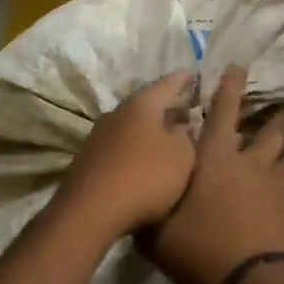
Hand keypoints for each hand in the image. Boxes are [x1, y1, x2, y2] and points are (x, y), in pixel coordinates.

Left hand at [54, 70, 199, 238]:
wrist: (91, 211)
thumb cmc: (145, 176)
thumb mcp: (182, 157)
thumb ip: (186, 137)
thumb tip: (180, 127)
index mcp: (142, 104)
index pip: (168, 84)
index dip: (183, 79)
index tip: (193, 72)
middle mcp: (117, 112)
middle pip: (147, 105)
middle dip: (166, 107)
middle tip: (186, 109)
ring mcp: (99, 136)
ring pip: (132, 126)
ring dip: (149, 130)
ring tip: (168, 137)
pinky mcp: (90, 159)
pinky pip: (120, 146)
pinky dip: (135, 149)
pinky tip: (144, 162)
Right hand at [144, 66, 283, 283]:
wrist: (254, 281)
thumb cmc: (201, 248)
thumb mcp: (157, 235)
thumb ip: (147, 212)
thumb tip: (134, 200)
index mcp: (212, 159)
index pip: (222, 113)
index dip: (230, 88)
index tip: (239, 68)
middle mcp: (245, 162)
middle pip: (270, 129)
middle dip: (281, 111)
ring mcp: (270, 183)